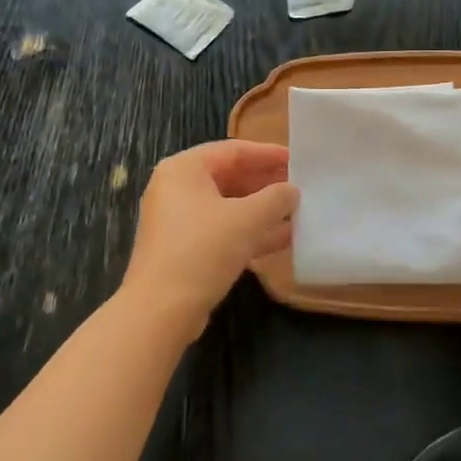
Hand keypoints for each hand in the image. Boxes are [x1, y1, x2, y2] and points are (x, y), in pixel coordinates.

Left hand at [120, 141, 297, 335]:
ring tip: (297, 212)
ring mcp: (178, 220)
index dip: (268, 154)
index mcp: (184, 169)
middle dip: (266, 183)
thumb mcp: (246, 220)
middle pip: (229, 177)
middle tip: (300, 187)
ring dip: (261, 210)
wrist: (160, 310)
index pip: (233, 150)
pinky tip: (282, 239)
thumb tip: (292, 191)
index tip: (298, 159)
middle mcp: (176, 188)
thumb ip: (275, 199)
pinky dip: (248, 232)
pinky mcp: (184, 248)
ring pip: (227, 206)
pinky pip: (222, 230)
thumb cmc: (203, 250)